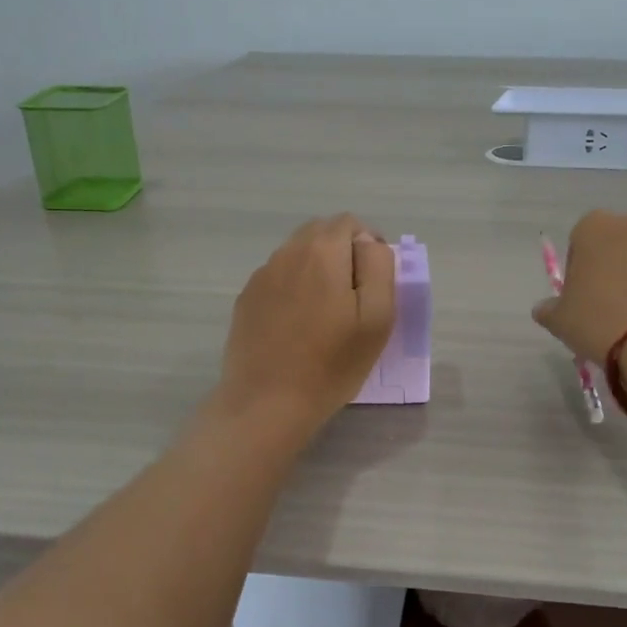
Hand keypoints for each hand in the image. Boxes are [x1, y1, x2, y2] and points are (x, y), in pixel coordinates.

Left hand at [213, 215, 394, 441]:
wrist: (267, 402)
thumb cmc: (332, 363)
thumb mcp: (377, 317)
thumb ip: (379, 267)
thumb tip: (369, 244)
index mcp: (322, 251)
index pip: (350, 223)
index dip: (368, 245)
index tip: (375, 283)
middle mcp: (287, 253)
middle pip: (321, 233)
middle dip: (342, 253)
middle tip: (355, 297)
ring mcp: (261, 275)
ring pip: (298, 254)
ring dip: (317, 269)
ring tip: (326, 313)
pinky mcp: (246, 299)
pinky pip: (278, 278)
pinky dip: (294, 288)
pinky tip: (299, 325)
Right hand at [532, 211, 626, 362]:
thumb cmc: (595, 318)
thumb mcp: (558, 318)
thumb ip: (548, 309)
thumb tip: (544, 309)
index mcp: (593, 226)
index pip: (577, 241)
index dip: (575, 269)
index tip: (575, 296)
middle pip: (610, 247)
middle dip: (604, 270)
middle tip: (597, 305)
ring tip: (622, 318)